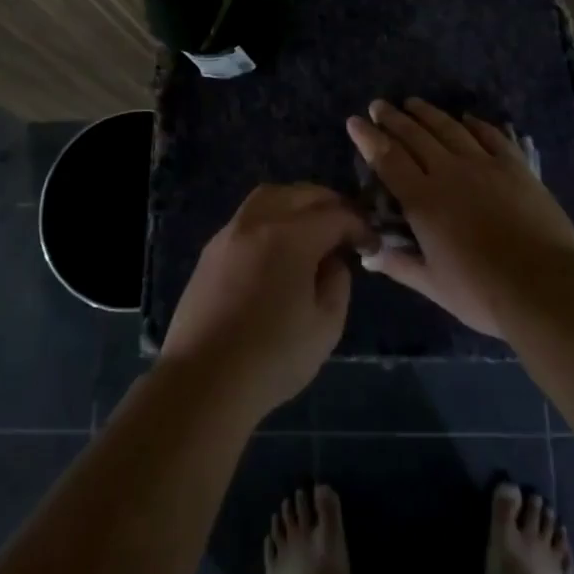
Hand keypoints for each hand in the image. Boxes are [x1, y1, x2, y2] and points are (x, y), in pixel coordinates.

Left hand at [160, 183, 363, 420]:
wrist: (202, 380)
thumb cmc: (272, 358)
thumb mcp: (326, 326)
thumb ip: (338, 283)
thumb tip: (332, 261)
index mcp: (291, 237)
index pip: (336, 215)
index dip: (359, 226)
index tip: (371, 244)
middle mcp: (259, 221)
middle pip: (302, 193)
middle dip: (330, 205)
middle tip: (346, 229)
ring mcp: (230, 232)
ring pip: (270, 196)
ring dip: (297, 203)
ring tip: (312, 229)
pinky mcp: (211, 249)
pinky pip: (248, 216)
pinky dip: (271, 217)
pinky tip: (278, 246)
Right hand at [346, 98, 573, 338]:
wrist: (544, 286)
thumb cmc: (481, 292)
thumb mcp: (432, 285)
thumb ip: (398, 264)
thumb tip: (367, 253)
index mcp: (423, 200)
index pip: (387, 159)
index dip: (368, 139)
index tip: (354, 121)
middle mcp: (449, 172)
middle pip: (415, 136)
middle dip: (393, 118)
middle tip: (378, 104)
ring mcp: (485, 165)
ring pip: (449, 129)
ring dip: (428, 113)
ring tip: (413, 103)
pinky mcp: (515, 167)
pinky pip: (491, 135)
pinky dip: (475, 123)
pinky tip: (466, 117)